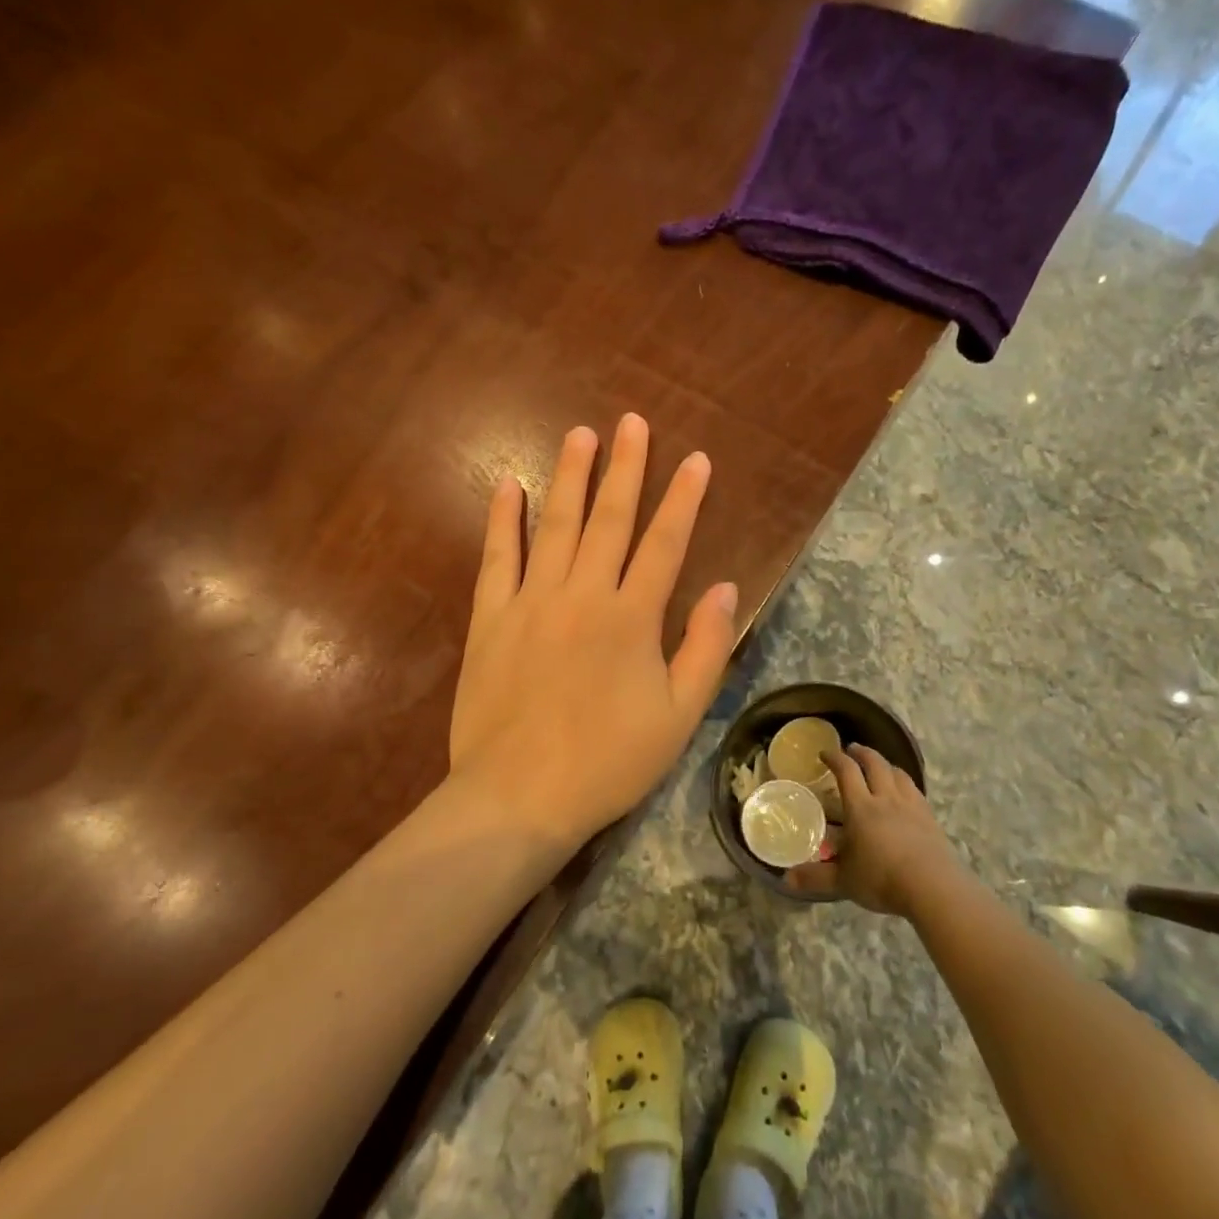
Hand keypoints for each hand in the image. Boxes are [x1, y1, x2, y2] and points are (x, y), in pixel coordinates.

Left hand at [448, 415, 738, 848]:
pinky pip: (497, 558)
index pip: (665, 543)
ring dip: (570, 477)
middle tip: (631, 422)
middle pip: (609, 519)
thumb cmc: (609, 761)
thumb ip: (706, 647)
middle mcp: (583, 594)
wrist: (520, 796)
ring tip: (580, 435)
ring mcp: (531, 602)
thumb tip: (727, 587)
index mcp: (632, 618)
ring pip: (555, 525)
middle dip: (625, 468)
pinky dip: (503, 520)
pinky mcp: (491, 619)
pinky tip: (508, 485)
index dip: (683, 498)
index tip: (695, 459)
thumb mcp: (679, 715)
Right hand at [788, 745, 961, 915]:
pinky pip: (915, 790)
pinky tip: (904, 792)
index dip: (834, 758)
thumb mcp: (843, 881)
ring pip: (898, 773)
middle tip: (852, 750)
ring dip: (885, 764)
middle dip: (862, 753)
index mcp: (861, 807)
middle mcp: (886, 798)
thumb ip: (816, 877)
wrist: (933, 887)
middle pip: (875, 763)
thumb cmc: (882, 879)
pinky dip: (904, 783)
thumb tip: (787, 879)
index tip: (825, 753)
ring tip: (879, 766)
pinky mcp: (930, 817)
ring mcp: (911, 805)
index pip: (846, 771)